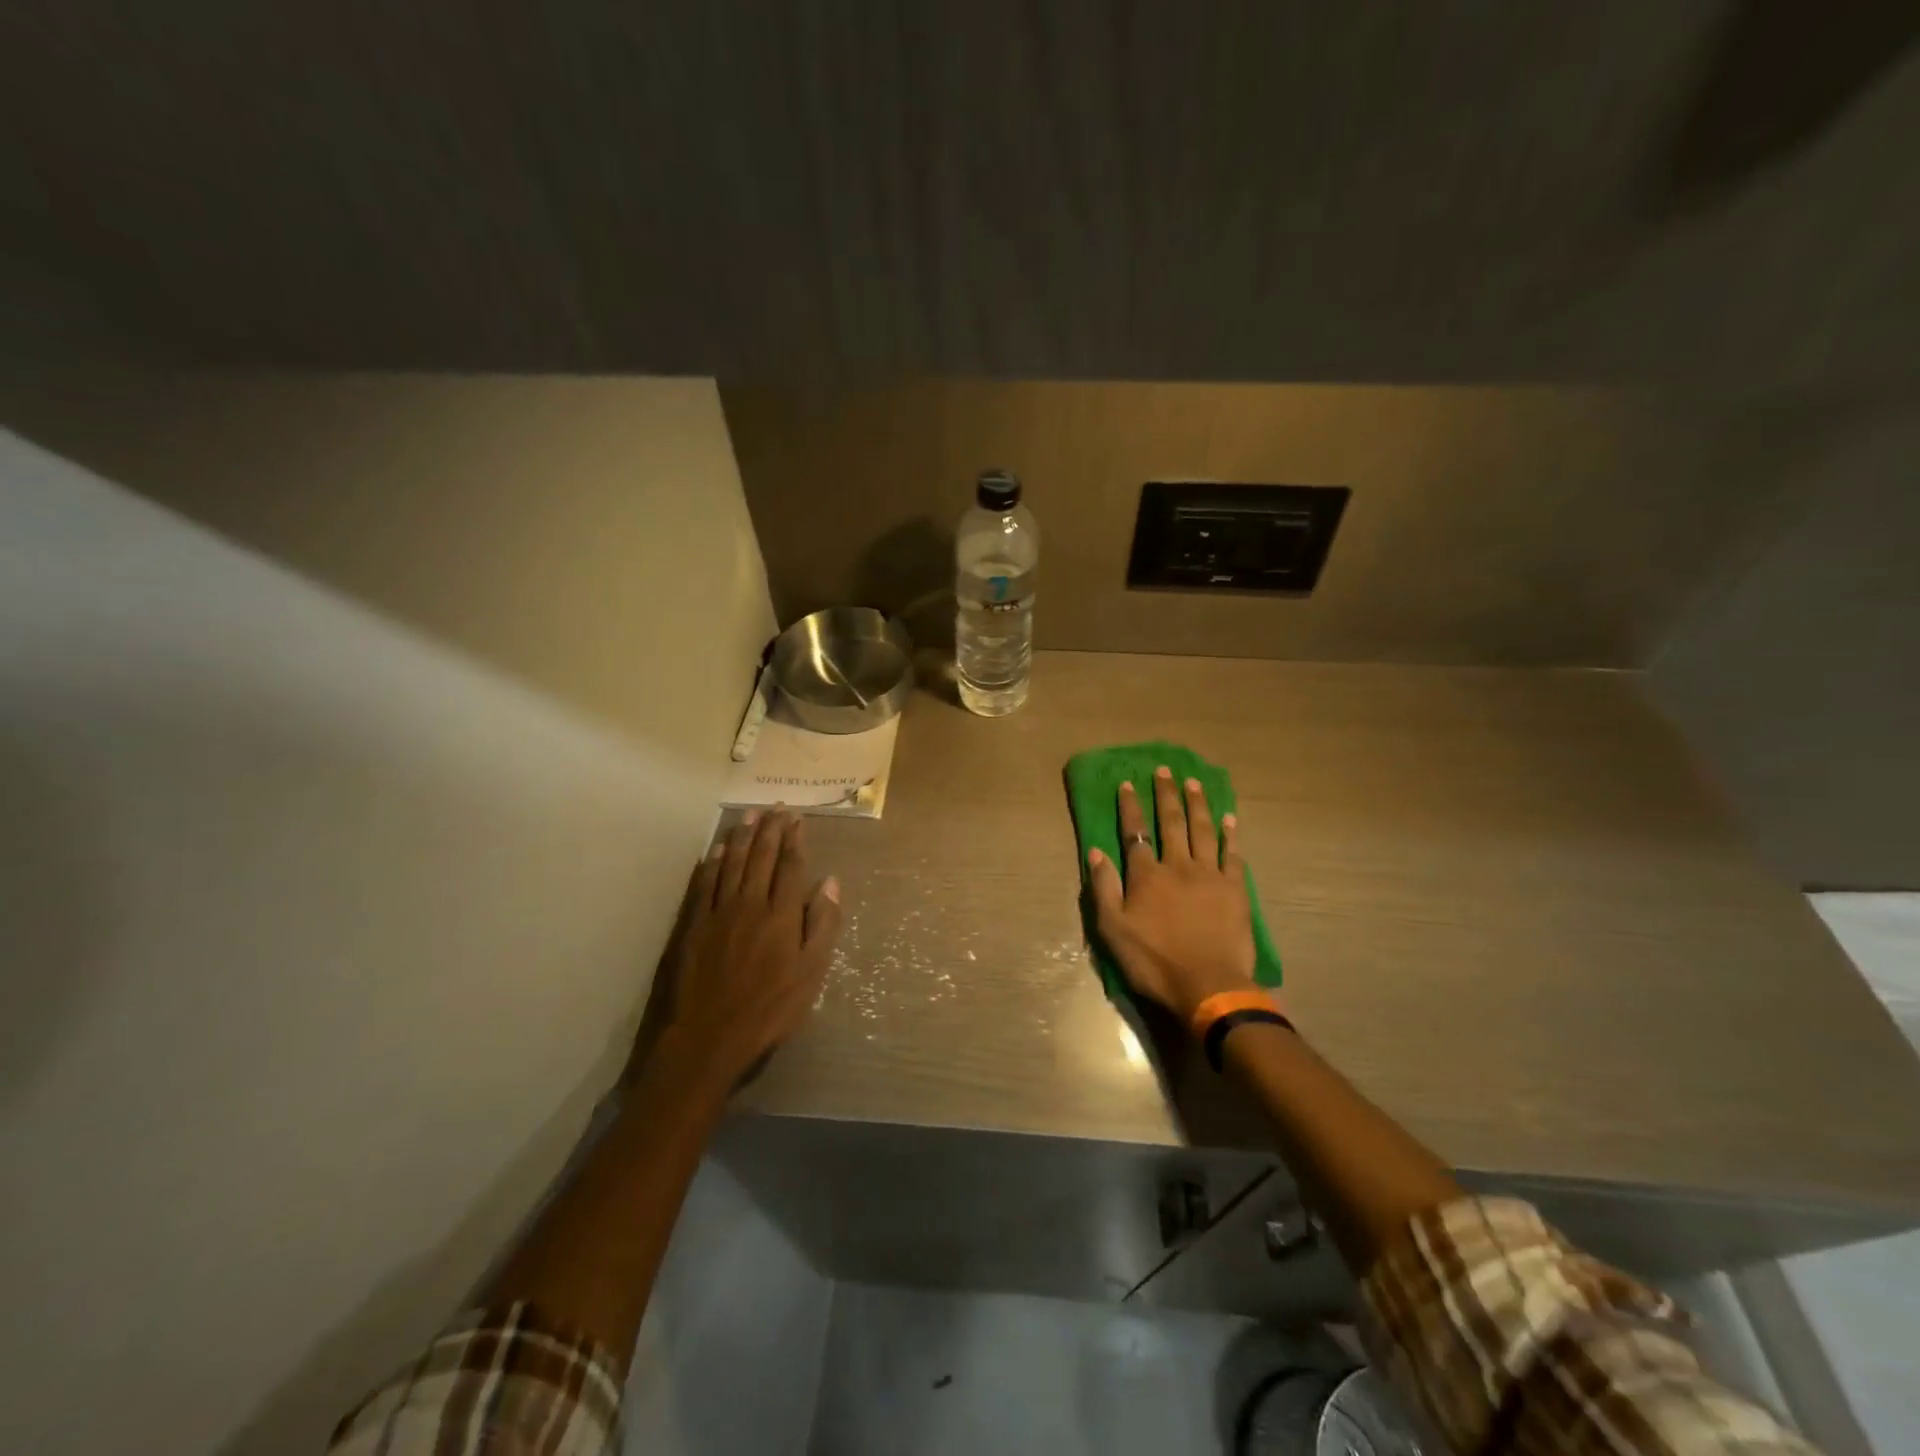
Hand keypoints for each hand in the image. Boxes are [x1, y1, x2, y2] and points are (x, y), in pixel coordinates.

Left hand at [653, 809, 841, 1095]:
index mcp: (781, 914)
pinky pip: (705, 884)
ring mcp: (719, 912)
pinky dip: (712, 863)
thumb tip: (831, 881)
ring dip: (741, 837)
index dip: (794, 839)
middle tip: (775, 807)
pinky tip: (715, 850)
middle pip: (760, 857)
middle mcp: (750, 903)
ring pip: (731, 863)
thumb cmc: (770, 1009)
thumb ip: (823, 925)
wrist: (709, 1036)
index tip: (797, 818)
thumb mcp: (811, 973)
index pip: (790, 866)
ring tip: (748, 815)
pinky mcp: (695, 925)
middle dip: (769, 829)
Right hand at [1086, 766, 1255, 1022]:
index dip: (1130, 807)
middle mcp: (1178, 866)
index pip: (1135, 833)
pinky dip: (1230, 834)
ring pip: (1202, 830)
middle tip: (1165, 770)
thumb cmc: (1154, 961)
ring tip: (1193, 782)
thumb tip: (1096, 851)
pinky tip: (1229, 818)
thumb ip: (1104, 888)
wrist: (1209, 986)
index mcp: (1146, 876)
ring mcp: (1209, 875)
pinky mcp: (1234, 889)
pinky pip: (1232, 854)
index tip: (1128, 783)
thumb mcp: (1113, 930)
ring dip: (1197, 804)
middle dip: (1166, 794)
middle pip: (1171, 823)